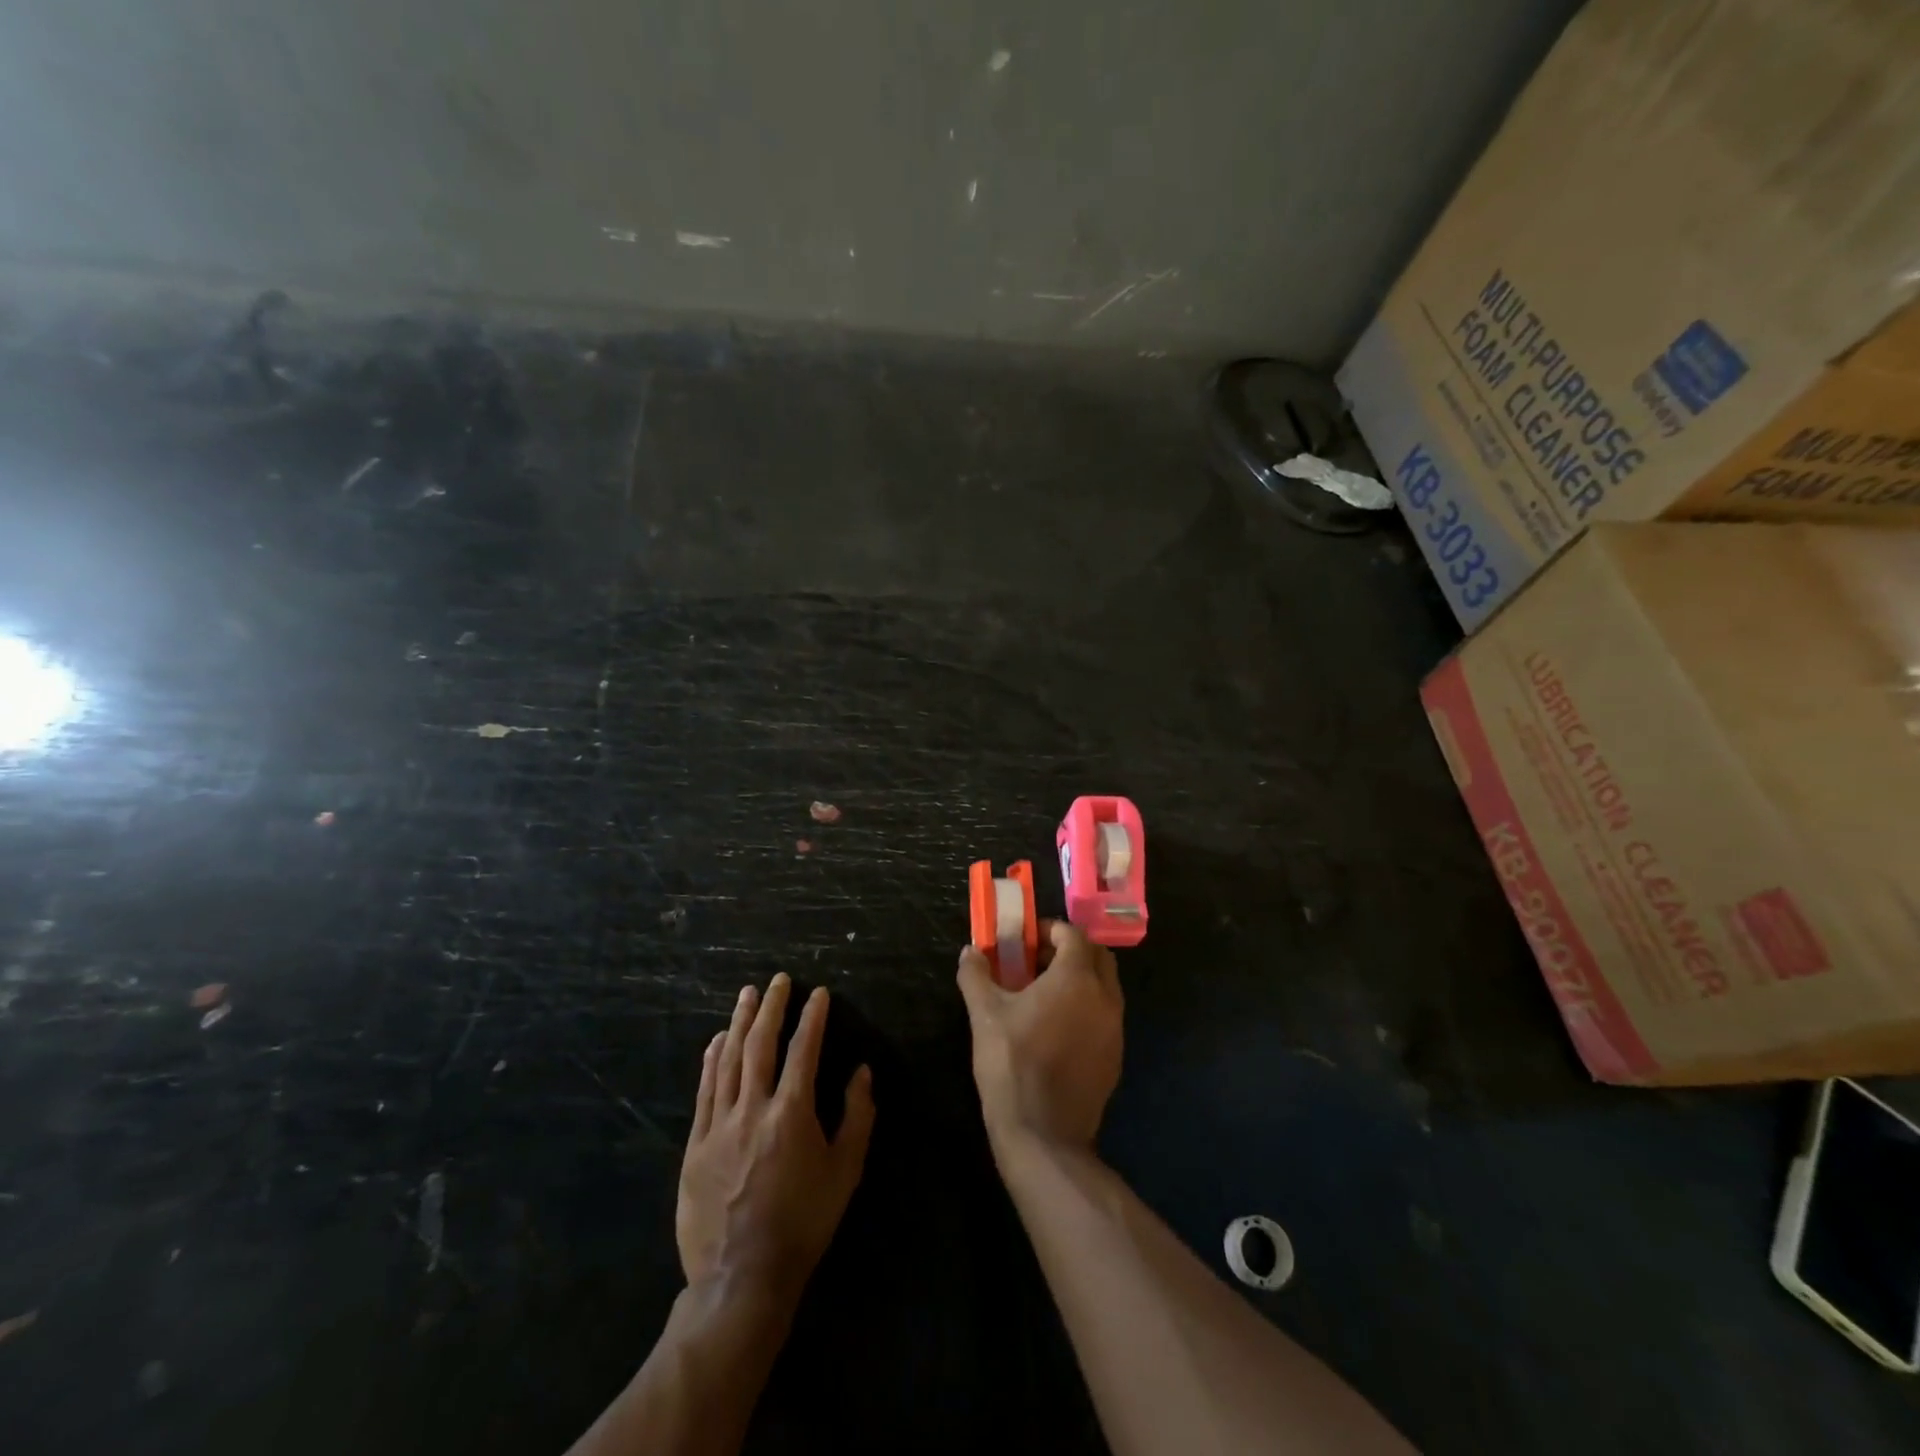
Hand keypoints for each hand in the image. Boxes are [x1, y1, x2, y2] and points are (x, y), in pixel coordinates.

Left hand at [677, 974, 875, 1305]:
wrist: (741, 1278)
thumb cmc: (803, 1223)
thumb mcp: (845, 1172)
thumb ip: (857, 1117)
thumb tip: (862, 1073)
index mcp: (792, 1113)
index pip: (804, 1050)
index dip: (812, 1018)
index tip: (818, 994)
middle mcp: (753, 1108)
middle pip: (761, 1044)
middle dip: (772, 1007)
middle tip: (779, 980)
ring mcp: (719, 1125)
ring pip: (729, 1060)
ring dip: (740, 1023)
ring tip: (748, 994)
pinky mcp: (696, 1145)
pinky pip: (704, 1091)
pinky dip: (711, 1060)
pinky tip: (717, 1040)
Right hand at [957, 921, 1121, 1156]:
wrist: (1044, 1134)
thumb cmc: (1012, 1063)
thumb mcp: (984, 1014)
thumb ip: (976, 975)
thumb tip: (969, 952)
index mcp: (1076, 978)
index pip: (1074, 935)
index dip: (1051, 930)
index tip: (1028, 940)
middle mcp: (1105, 996)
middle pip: (1097, 956)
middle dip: (1071, 950)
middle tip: (1038, 961)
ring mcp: (1115, 1028)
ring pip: (1105, 986)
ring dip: (1081, 978)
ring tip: (1044, 994)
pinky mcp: (1116, 1056)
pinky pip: (1106, 1016)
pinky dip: (1087, 1007)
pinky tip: (1058, 1028)